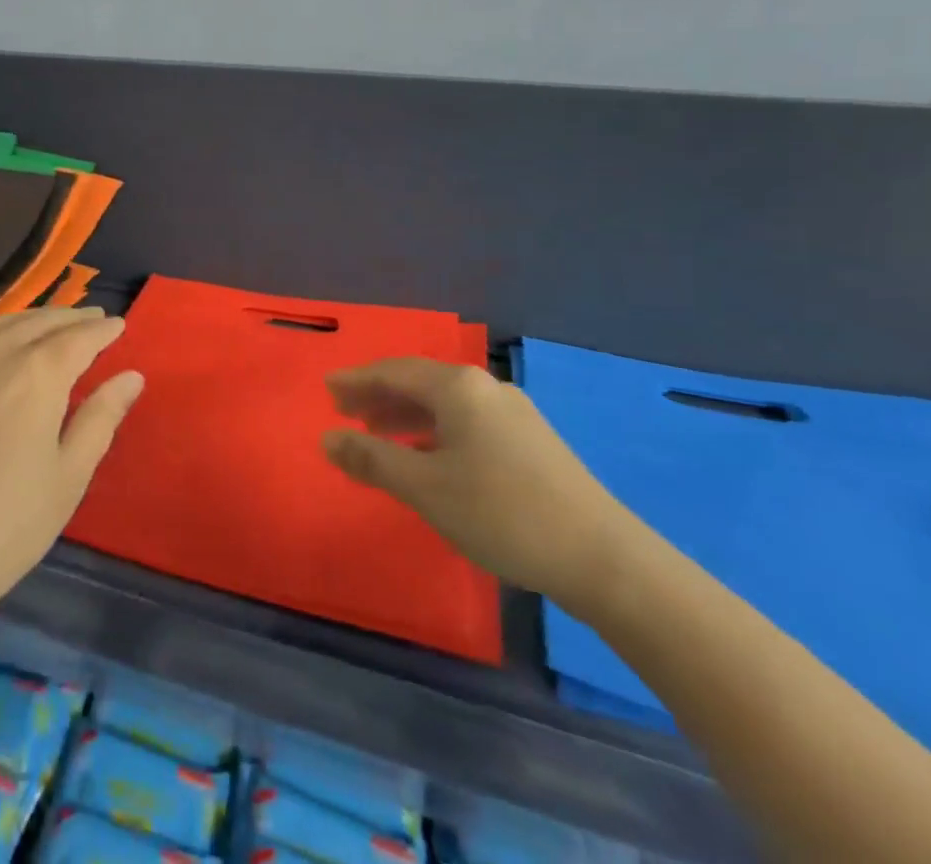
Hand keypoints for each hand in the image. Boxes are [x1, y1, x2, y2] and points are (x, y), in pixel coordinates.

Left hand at [0, 309, 142, 631]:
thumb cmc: (3, 529)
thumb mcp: (68, 477)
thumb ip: (101, 418)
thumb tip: (131, 376)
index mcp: (36, 374)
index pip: (78, 337)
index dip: (102, 330)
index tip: (119, 325)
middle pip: (38, 322)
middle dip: (70, 318)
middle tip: (92, 318)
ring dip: (30, 321)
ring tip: (50, 326)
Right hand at [322, 359, 637, 609]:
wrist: (604, 558)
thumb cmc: (501, 513)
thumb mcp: (424, 487)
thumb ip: (371, 458)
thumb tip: (326, 438)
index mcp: (457, 388)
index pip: (393, 372)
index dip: (356, 380)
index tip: (326, 389)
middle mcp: (484, 388)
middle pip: (418, 383)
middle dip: (378, 396)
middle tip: (344, 412)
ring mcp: (512, 413)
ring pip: (443, 404)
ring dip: (405, 415)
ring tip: (376, 434)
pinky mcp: (530, 441)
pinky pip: (465, 422)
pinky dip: (433, 431)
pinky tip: (426, 456)